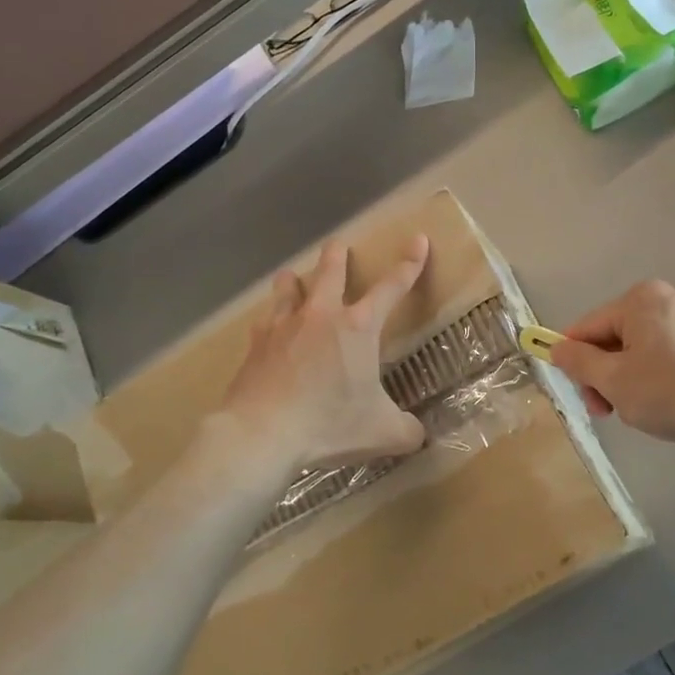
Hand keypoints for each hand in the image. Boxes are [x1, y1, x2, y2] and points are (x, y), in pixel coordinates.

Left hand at [219, 236, 430, 472]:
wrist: (262, 433)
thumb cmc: (329, 425)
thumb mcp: (382, 434)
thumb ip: (407, 431)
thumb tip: (418, 435)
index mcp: (359, 328)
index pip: (392, 287)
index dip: (409, 264)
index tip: (418, 240)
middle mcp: (322, 316)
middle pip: (331, 271)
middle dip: (338, 255)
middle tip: (339, 245)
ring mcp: (284, 325)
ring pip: (289, 286)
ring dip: (295, 279)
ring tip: (294, 277)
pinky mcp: (256, 343)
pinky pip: (265, 318)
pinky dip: (271, 316)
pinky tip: (269, 323)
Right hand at [549, 280, 674, 452]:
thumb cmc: (669, 394)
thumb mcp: (612, 380)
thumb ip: (578, 361)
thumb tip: (556, 348)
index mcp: (641, 298)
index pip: (588, 327)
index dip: (574, 360)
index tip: (578, 392)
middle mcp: (666, 298)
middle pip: (612, 338)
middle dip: (602, 374)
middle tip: (604, 410)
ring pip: (636, 350)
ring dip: (624, 380)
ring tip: (632, 411)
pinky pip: (661, 355)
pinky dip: (650, 378)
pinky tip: (658, 404)